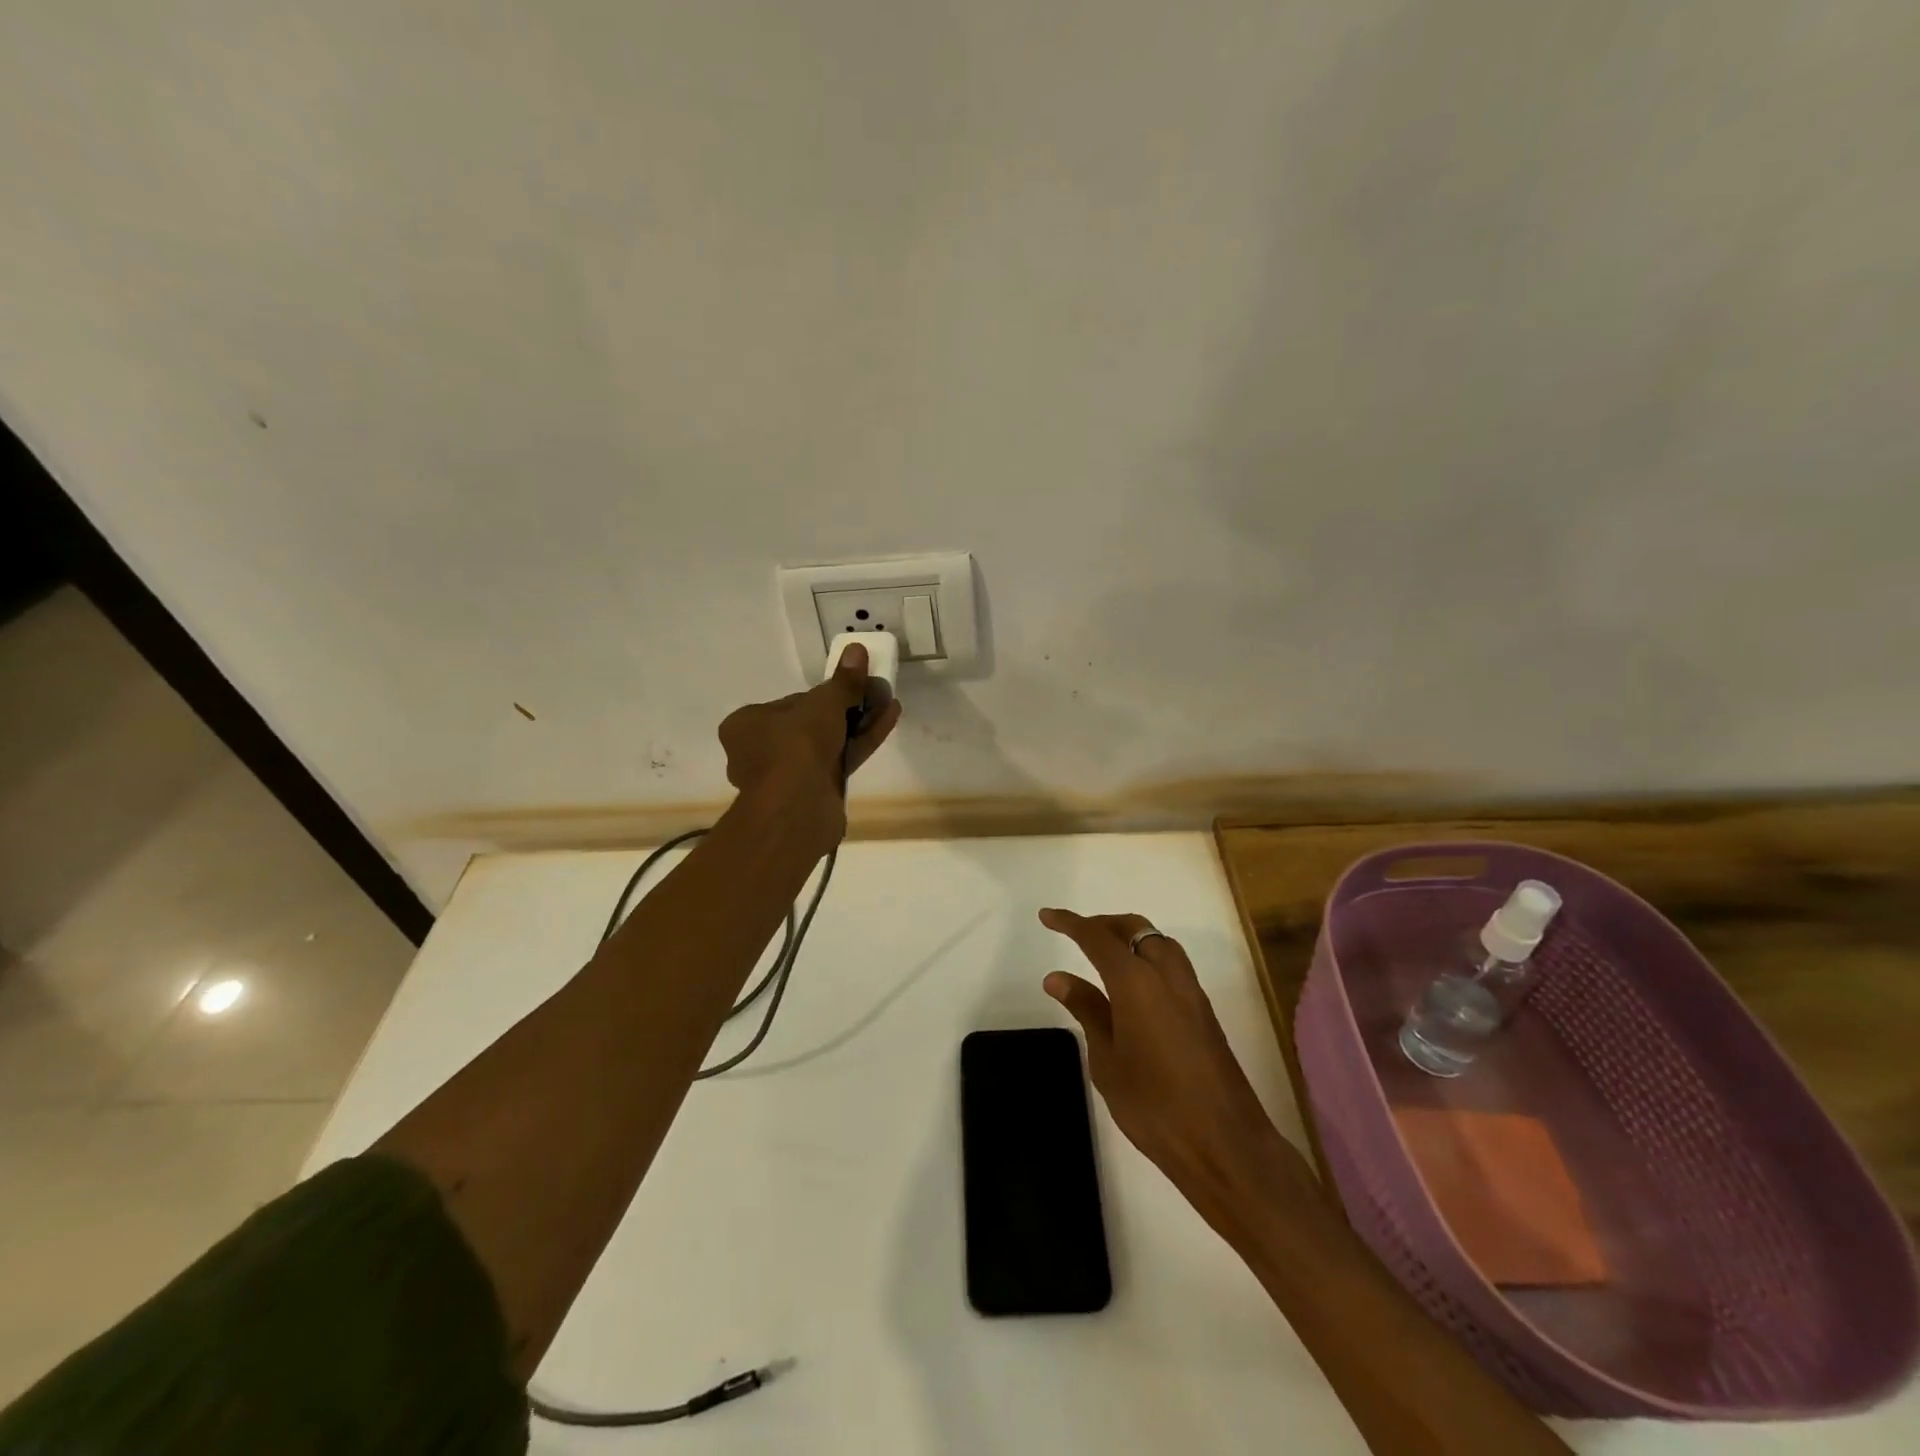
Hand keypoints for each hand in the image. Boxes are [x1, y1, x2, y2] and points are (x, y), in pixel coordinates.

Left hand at [717, 644, 901, 849]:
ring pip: (829, 743)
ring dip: (860, 723)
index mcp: (747, 725)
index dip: (825, 694)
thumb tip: (858, 649)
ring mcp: (787, 776)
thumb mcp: (823, 704)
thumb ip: (843, 681)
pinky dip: (861, 742)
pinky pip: (839, 761)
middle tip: (876, 692)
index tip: (852, 686)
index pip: (792, 703)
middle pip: (812, 723)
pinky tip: (889, 720)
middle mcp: (761, 750)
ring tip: (890, 702)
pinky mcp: (812, 794)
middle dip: (848, 709)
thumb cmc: (796, 746)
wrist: (797, 808)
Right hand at [1039, 908, 1314, 1219]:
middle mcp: (1167, 975)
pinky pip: (1172, 965)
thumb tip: (1058, 977)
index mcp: (1136, 982)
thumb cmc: (1154, 1106)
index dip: (1070, 923)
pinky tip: (1134, 986)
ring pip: (1158, 942)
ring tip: (1103, 955)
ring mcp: (1191, 991)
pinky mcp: (1204, 1011)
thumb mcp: (1107, 1060)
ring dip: (1130, 938)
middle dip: (1103, 925)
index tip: (1047, 916)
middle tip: (1075, 934)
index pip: (1097, 937)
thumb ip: (1086, 1010)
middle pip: (1134, 929)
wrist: (1225, 1144)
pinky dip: (1147, 958)